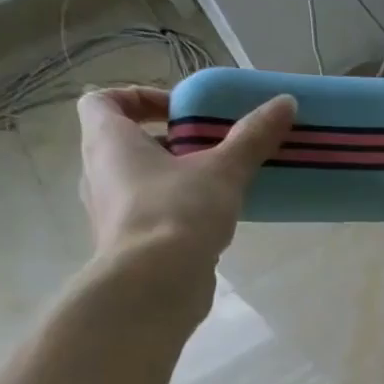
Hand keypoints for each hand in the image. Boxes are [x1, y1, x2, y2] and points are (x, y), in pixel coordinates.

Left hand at [76, 85, 294, 275]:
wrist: (154, 285)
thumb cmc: (177, 213)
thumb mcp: (223, 170)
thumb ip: (252, 136)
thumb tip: (285, 102)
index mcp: (107, 141)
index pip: (101, 100)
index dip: (137, 98)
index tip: (180, 111)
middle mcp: (97, 172)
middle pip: (124, 143)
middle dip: (168, 142)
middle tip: (209, 148)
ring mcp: (110, 212)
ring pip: (138, 181)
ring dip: (173, 178)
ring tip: (217, 186)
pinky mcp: (128, 245)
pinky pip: (149, 215)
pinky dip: (175, 212)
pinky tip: (212, 223)